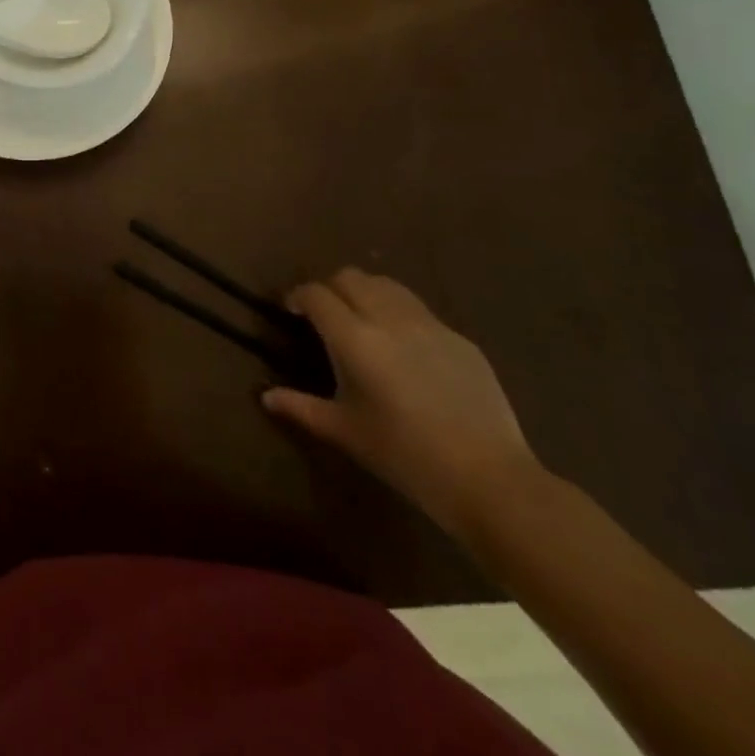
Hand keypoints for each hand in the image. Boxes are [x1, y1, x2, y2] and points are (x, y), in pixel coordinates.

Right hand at [261, 268, 541, 537]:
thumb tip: (266, 397)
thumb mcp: (345, 432)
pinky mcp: (459, 338)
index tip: (293, 311)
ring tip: (363, 321)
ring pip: (386, 285)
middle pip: (350, 277)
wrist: (488, 478)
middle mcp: (389, 319)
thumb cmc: (404, 456)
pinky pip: (419, 310)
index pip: (316, 294)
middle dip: (330, 288)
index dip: (298, 296)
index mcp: (355, 339)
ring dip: (365, 293)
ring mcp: (429, 325)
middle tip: (325, 316)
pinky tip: (404, 349)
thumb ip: (302, 407)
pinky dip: (399, 315)